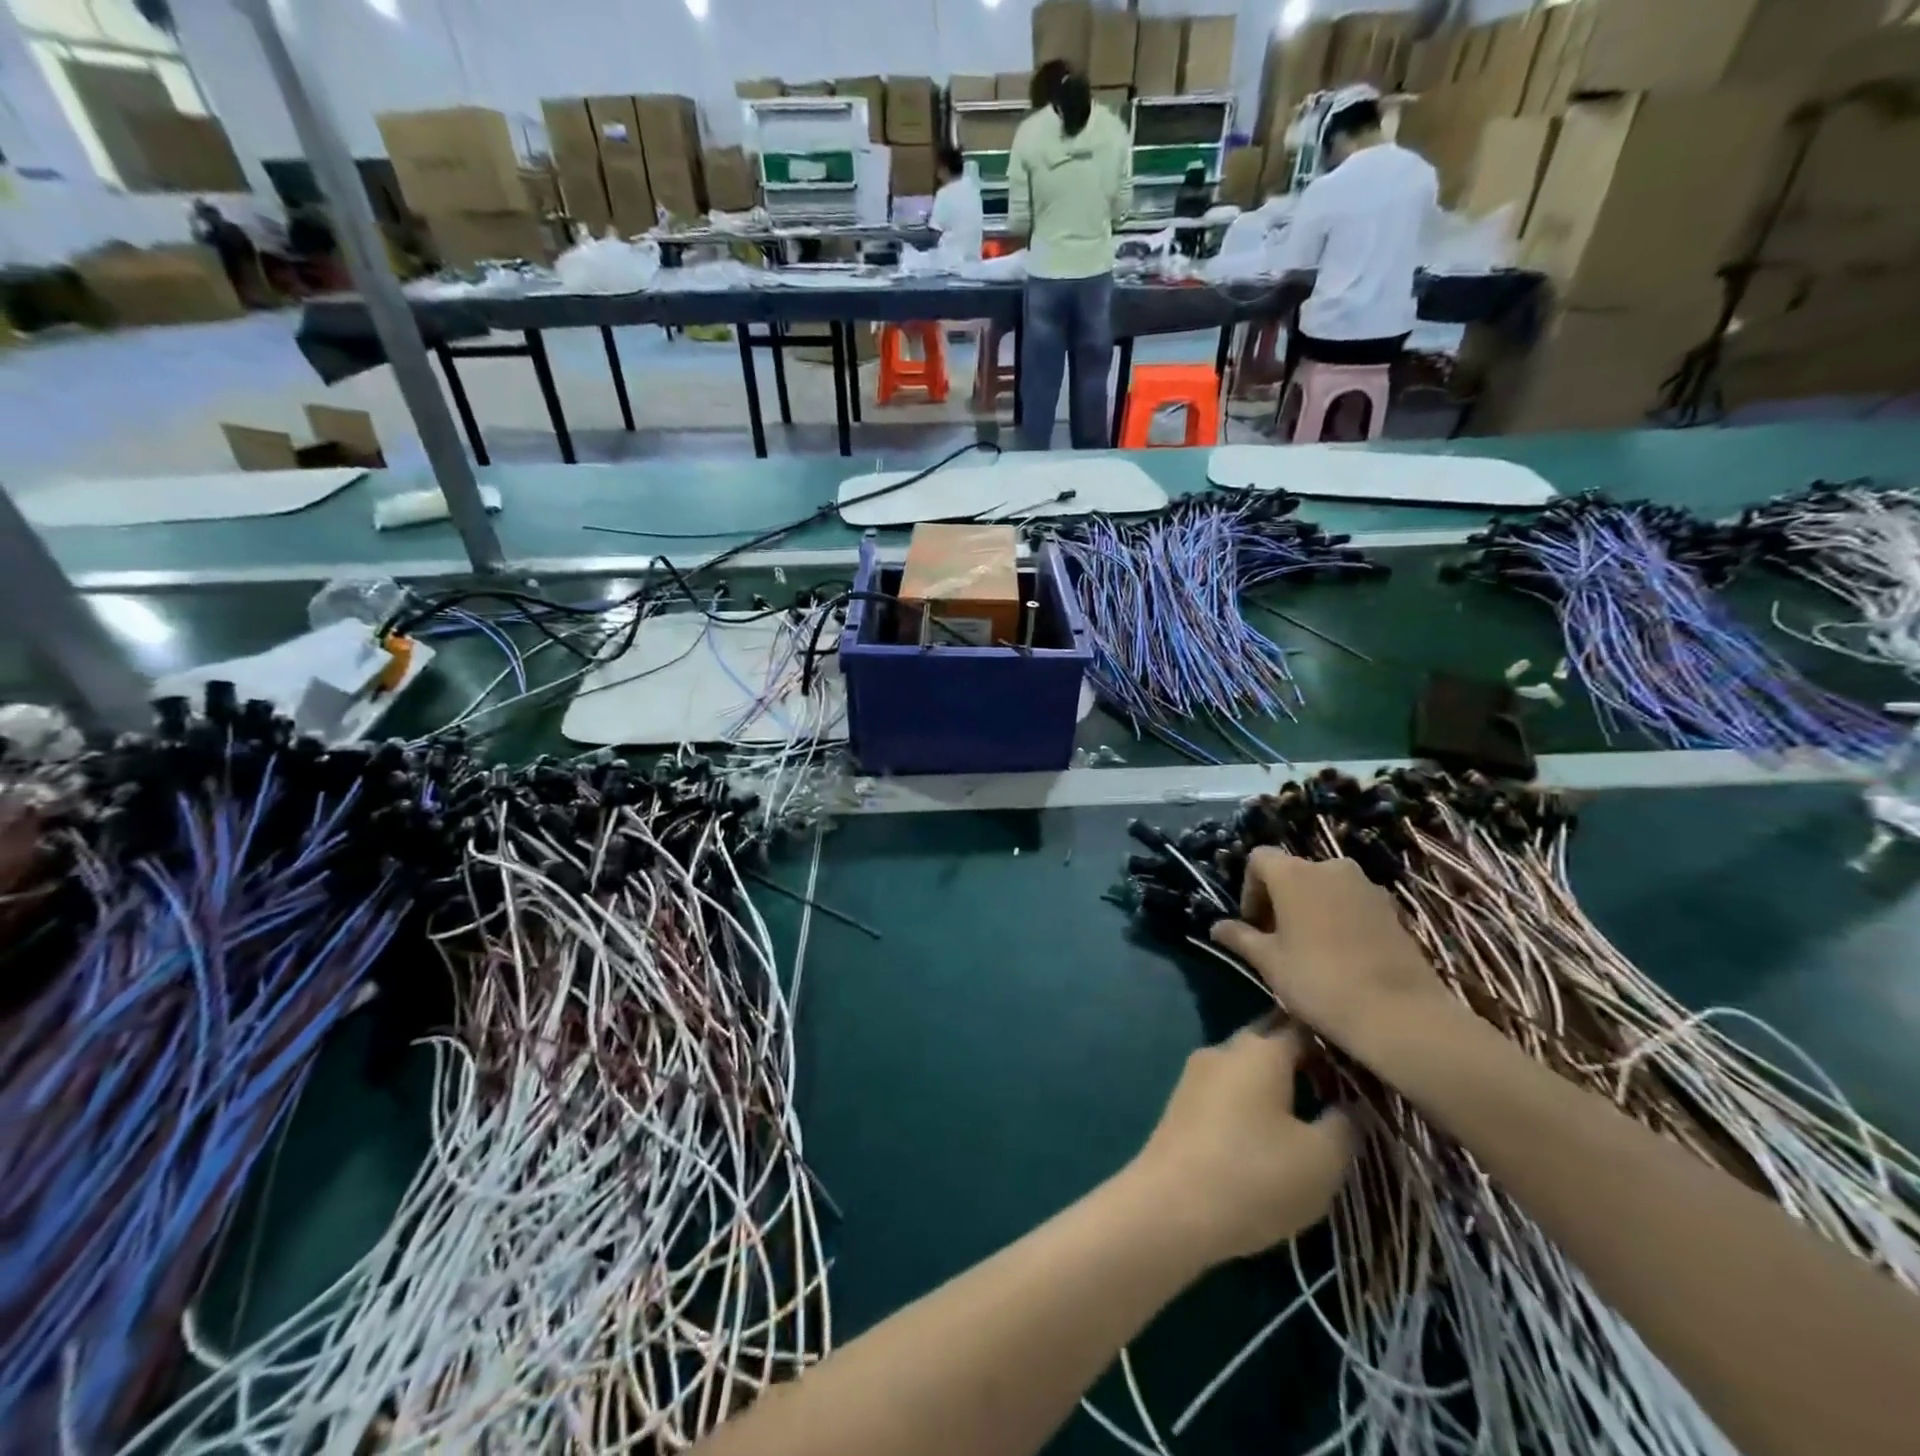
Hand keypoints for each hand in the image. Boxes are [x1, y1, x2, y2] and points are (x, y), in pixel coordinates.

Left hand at [1128, 1018, 1354, 1263]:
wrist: (1171, 1207)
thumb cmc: (1254, 1176)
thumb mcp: (1321, 1159)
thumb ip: (1345, 1124)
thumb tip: (1352, 1103)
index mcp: (1259, 1049)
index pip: (1303, 1028)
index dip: (1334, 1044)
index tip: (1362, 1067)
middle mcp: (1224, 1049)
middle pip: (1269, 1041)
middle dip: (1302, 1059)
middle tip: (1338, 1090)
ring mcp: (1196, 1073)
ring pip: (1245, 1066)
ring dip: (1274, 1082)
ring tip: (1307, 1114)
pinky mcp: (1181, 1102)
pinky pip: (1226, 1089)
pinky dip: (1249, 1100)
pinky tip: (1266, 1132)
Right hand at [1209, 850, 1443, 1055]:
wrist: (1400, 1014)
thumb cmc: (1319, 980)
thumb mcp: (1269, 962)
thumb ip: (1240, 937)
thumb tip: (1217, 927)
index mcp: (1294, 873)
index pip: (1259, 859)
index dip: (1249, 889)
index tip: (1254, 925)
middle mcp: (1330, 867)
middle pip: (1293, 871)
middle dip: (1280, 899)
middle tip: (1277, 940)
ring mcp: (1366, 886)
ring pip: (1324, 887)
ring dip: (1310, 908)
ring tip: (1309, 948)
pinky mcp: (1392, 908)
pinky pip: (1352, 902)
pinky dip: (1339, 918)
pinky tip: (1341, 955)